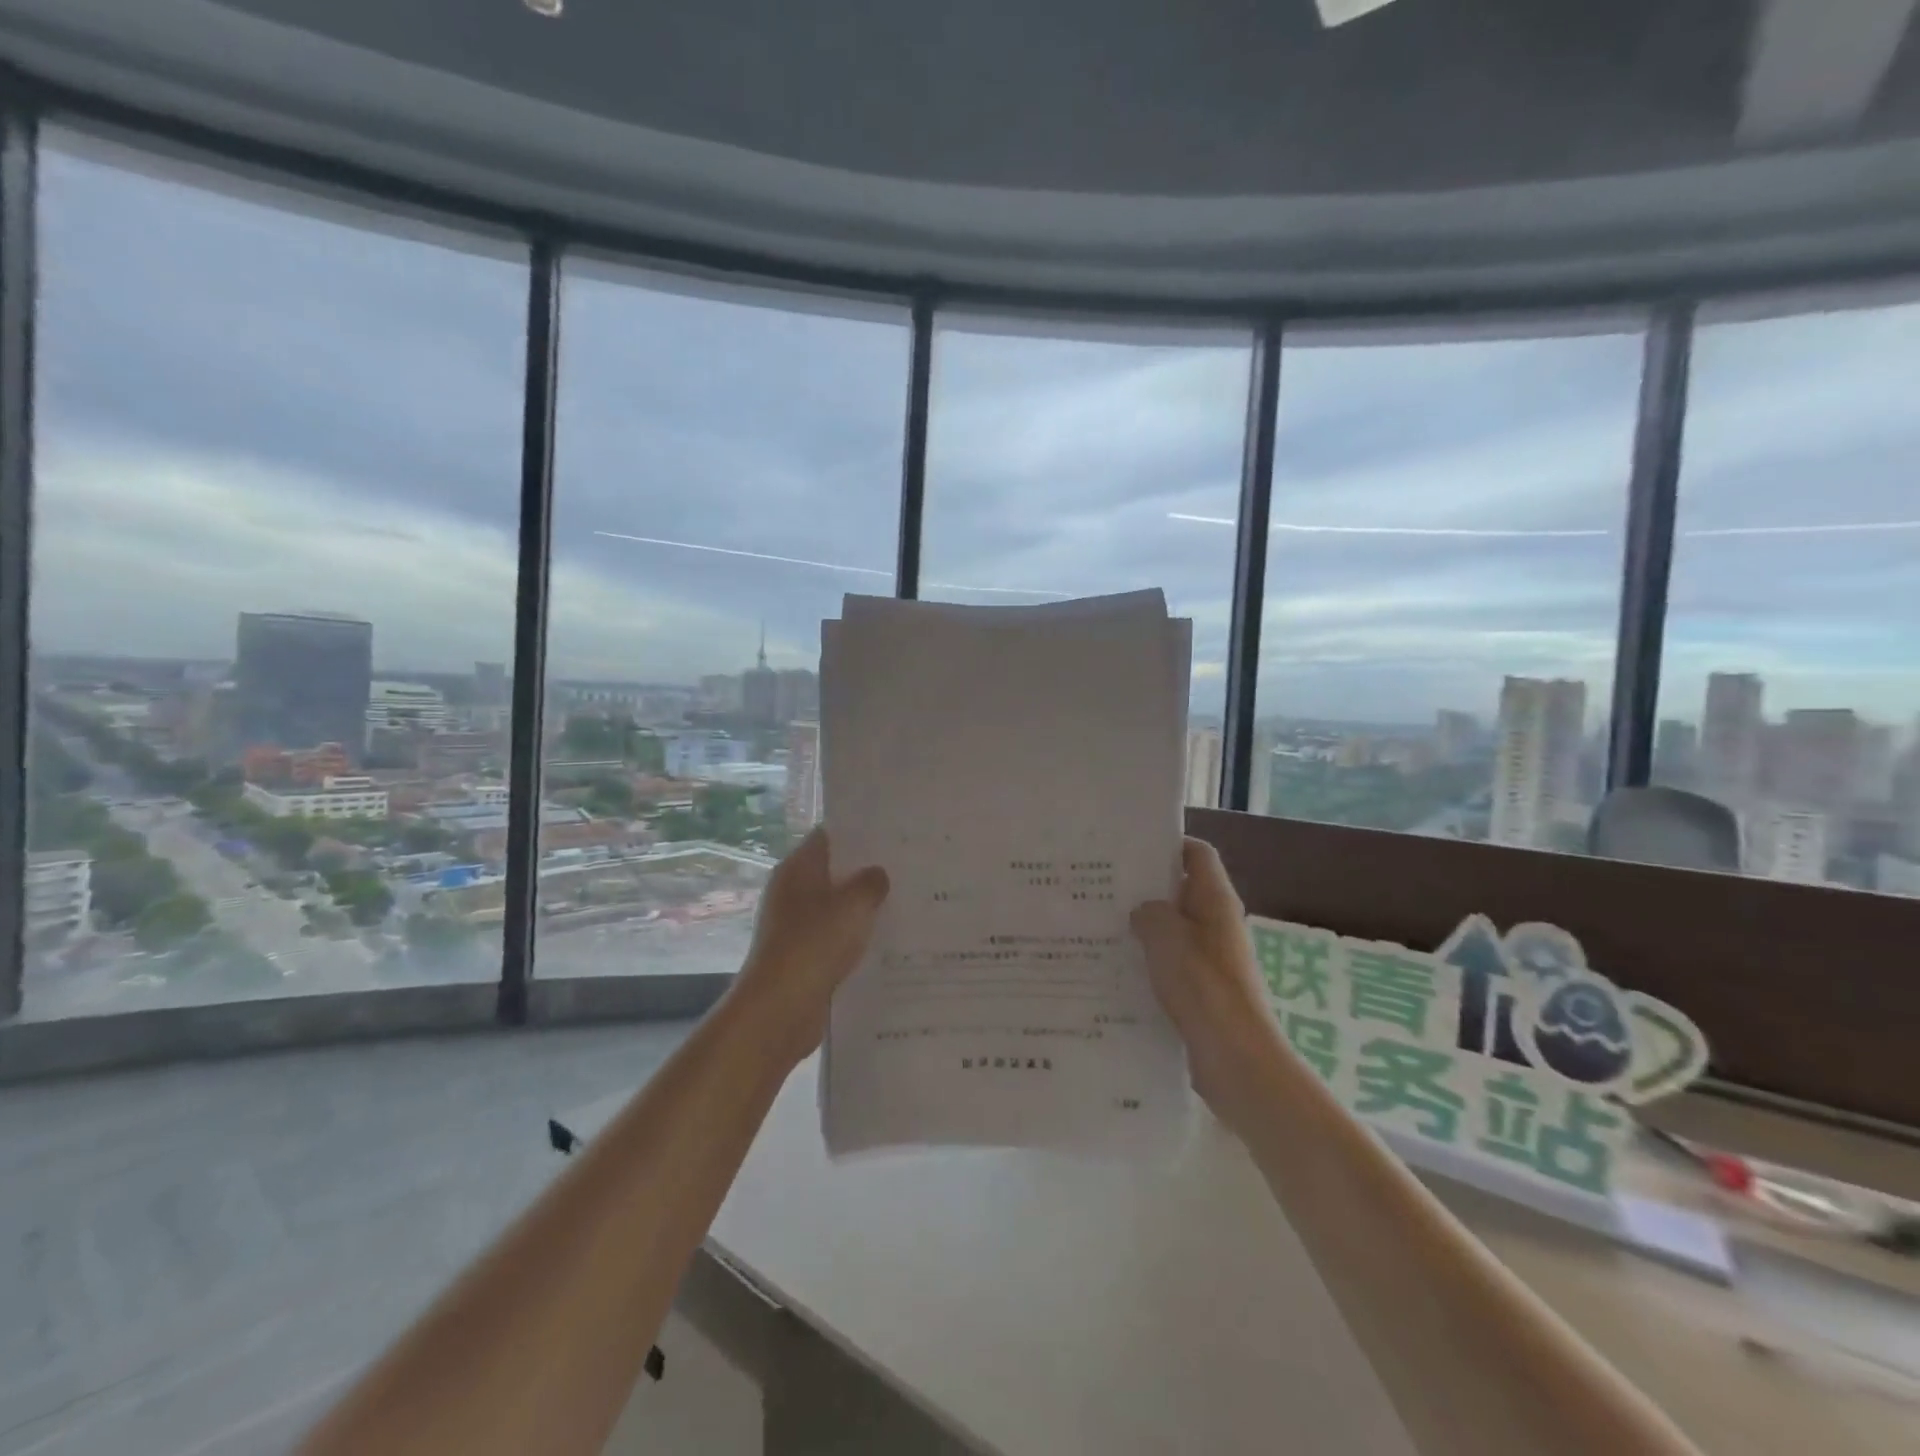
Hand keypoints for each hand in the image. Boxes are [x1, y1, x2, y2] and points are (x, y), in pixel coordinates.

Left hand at [731, 828, 889, 1066]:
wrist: (780, 1008)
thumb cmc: (814, 943)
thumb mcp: (854, 905)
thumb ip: (871, 883)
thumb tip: (877, 874)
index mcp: (797, 869)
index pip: (827, 836)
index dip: (857, 833)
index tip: (890, 833)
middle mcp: (791, 892)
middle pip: (832, 872)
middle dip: (865, 871)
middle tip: (906, 867)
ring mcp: (794, 925)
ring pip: (835, 906)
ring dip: (861, 907)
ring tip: (903, 901)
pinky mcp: (801, 955)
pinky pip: (833, 936)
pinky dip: (853, 936)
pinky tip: (884, 939)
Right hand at [1130, 837, 1285, 1132]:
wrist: (1236, 1058)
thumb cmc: (1203, 986)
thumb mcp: (1166, 936)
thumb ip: (1149, 913)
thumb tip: (1142, 912)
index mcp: (1215, 901)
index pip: (1197, 854)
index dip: (1169, 844)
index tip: (1129, 848)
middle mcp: (1217, 923)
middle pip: (1181, 890)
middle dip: (1146, 887)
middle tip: (1101, 885)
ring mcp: (1211, 958)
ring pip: (1172, 929)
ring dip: (1143, 927)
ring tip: (1099, 924)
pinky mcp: (1202, 989)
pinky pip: (1171, 962)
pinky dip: (1148, 960)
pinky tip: (1114, 967)